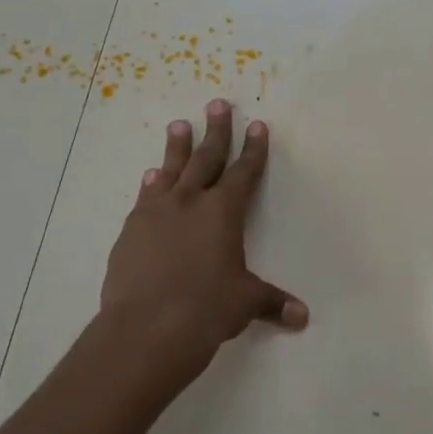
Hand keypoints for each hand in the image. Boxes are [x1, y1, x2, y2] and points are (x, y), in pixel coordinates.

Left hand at [97, 100, 306, 389]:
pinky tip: (150, 177)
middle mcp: (190, 202)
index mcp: (223, 212)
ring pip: (170, 170)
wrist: (145, 329)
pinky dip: (150, 184)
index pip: (244, 172)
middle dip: (216, 131)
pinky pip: (144, 198)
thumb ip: (272, 303)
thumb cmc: (205, 309)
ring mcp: (155, 213)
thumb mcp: (245, 303)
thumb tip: (302, 317)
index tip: (257, 125)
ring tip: (178, 124)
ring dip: (177, 147)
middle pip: (206, 158)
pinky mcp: (131, 231)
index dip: (254, 149)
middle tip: (217, 104)